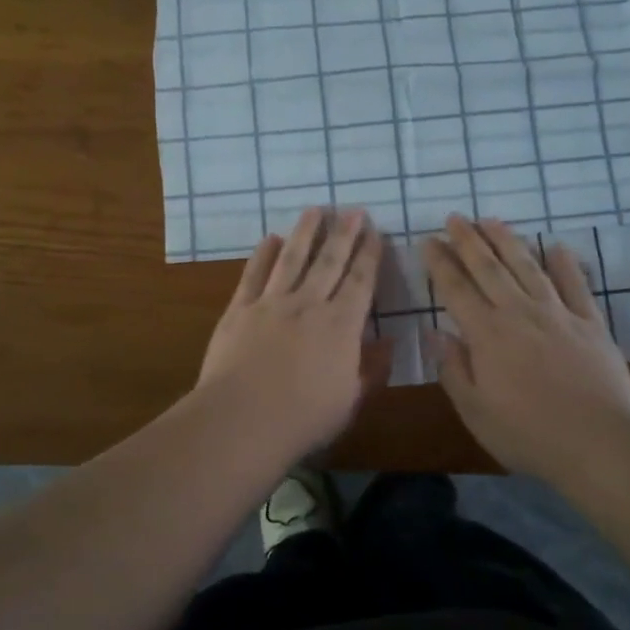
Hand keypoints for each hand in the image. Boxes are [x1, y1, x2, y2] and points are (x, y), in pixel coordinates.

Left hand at [197, 207, 388, 454]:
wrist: (242, 420)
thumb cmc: (303, 418)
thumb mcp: (351, 401)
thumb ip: (372, 369)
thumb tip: (389, 342)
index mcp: (341, 325)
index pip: (361, 281)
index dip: (370, 254)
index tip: (376, 231)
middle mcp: (309, 304)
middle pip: (329, 260)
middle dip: (344, 233)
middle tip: (353, 209)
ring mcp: (271, 303)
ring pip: (292, 258)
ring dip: (306, 232)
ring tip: (315, 209)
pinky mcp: (240, 309)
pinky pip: (254, 274)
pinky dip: (263, 254)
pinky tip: (271, 239)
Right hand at [422, 215, 629, 479]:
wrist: (600, 444)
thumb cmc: (529, 435)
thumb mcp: (476, 412)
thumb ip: (453, 370)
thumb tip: (435, 333)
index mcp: (487, 334)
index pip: (456, 289)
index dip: (440, 263)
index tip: (429, 240)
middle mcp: (519, 312)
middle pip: (489, 267)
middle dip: (468, 240)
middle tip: (455, 217)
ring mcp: (558, 313)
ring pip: (527, 266)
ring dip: (507, 241)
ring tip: (491, 220)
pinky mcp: (590, 323)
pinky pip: (575, 285)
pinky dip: (565, 264)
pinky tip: (556, 246)